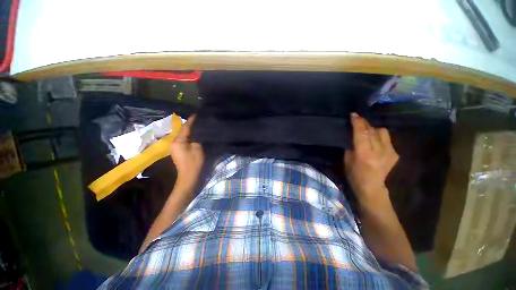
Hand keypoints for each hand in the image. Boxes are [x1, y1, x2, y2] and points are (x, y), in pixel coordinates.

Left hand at [170, 115, 203, 191]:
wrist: (188, 176)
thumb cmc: (194, 162)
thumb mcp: (198, 148)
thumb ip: (197, 138)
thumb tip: (197, 132)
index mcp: (178, 141)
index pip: (185, 127)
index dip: (192, 120)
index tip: (197, 114)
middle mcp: (173, 142)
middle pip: (183, 130)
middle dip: (191, 125)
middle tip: (199, 120)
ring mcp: (175, 146)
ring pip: (183, 135)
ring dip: (190, 130)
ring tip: (198, 125)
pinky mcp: (178, 150)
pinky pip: (183, 140)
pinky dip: (189, 136)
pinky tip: (195, 134)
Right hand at [344, 113, 397, 201]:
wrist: (371, 187)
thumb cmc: (354, 174)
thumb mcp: (347, 159)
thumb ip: (351, 145)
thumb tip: (352, 132)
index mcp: (364, 154)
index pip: (362, 133)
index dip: (357, 122)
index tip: (353, 114)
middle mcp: (379, 151)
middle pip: (373, 130)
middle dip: (364, 122)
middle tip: (357, 119)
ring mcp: (390, 152)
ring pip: (382, 131)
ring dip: (373, 128)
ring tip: (366, 129)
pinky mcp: (395, 153)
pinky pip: (387, 138)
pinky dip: (379, 135)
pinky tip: (373, 138)